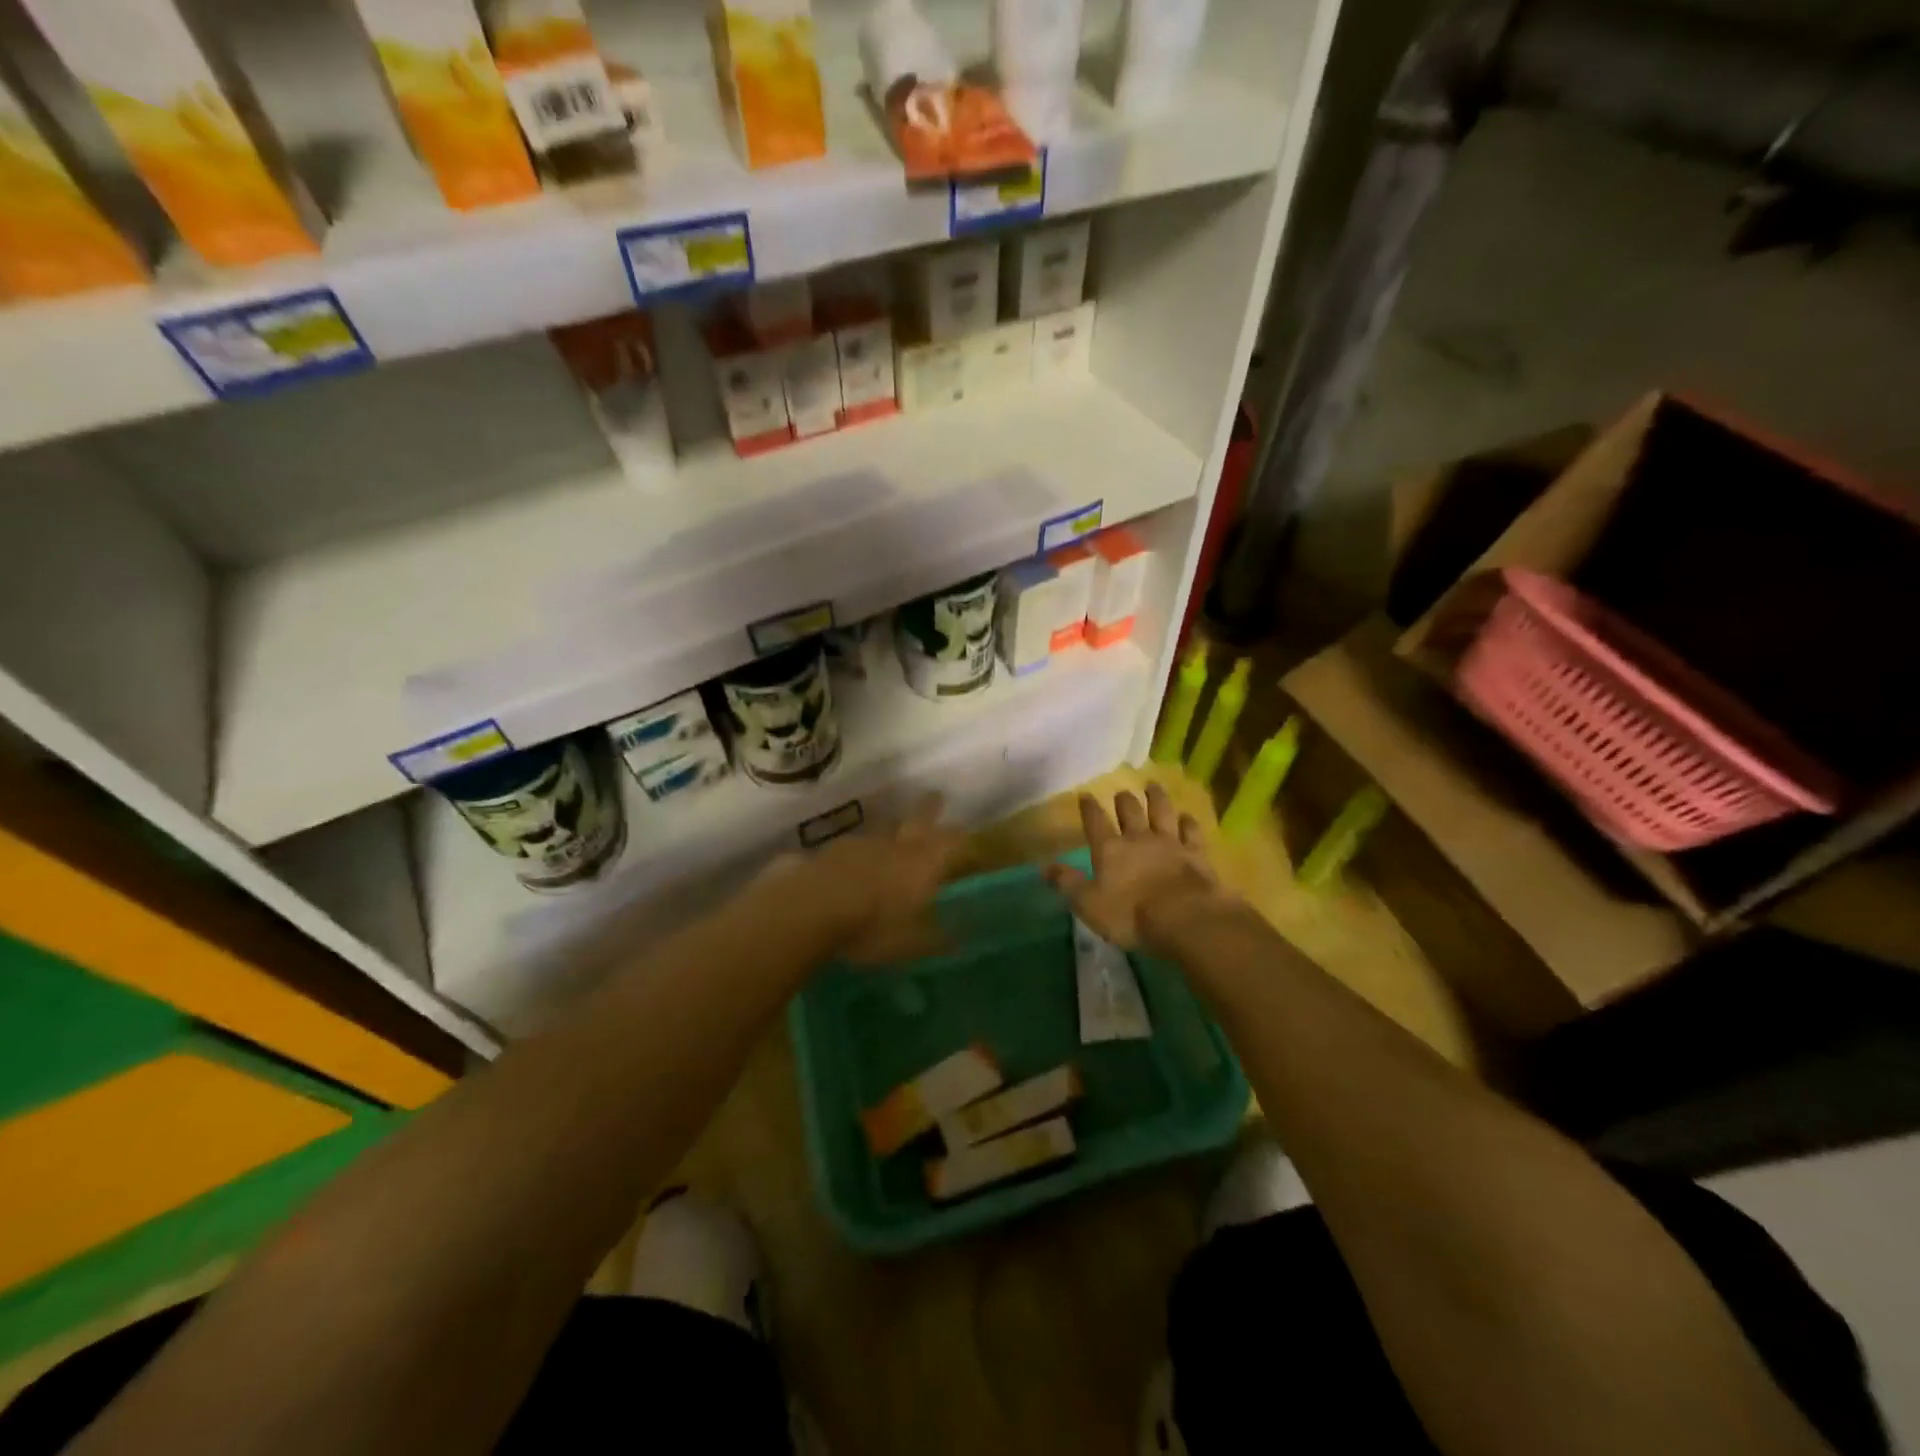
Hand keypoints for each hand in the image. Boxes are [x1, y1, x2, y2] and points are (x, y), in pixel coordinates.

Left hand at [754, 795, 965, 962]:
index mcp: (921, 864)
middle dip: (928, 809)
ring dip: (889, 830)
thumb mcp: (911, 944)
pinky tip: (850, 863)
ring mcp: (858, 844)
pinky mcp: (827, 852)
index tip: (966, 831)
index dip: (959, 836)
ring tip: (892, 834)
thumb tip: (958, 941)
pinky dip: (855, 852)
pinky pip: (848, 848)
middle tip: (936, 796)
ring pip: (881, 830)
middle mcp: (894, 846)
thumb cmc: (871, 928)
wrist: (809, 909)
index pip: (949, 841)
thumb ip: (935, 939)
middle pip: (916, 820)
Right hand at [1045, 784, 1235, 951]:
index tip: (1085, 795)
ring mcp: (1170, 843)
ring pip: (1161, 812)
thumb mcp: (1088, 904)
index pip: (1095, 822)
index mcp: (1110, 849)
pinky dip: (1189, 823)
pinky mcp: (1196, 854)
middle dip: (1123, 800)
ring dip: (1156, 798)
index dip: (1089, 808)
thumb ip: (1067, 883)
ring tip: (1152, 786)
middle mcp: (1138, 838)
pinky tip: (1187, 817)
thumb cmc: (1130, 914)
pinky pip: (1191, 832)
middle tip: (1121, 792)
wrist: (1184, 917)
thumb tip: (1044, 867)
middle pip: (1129, 811)